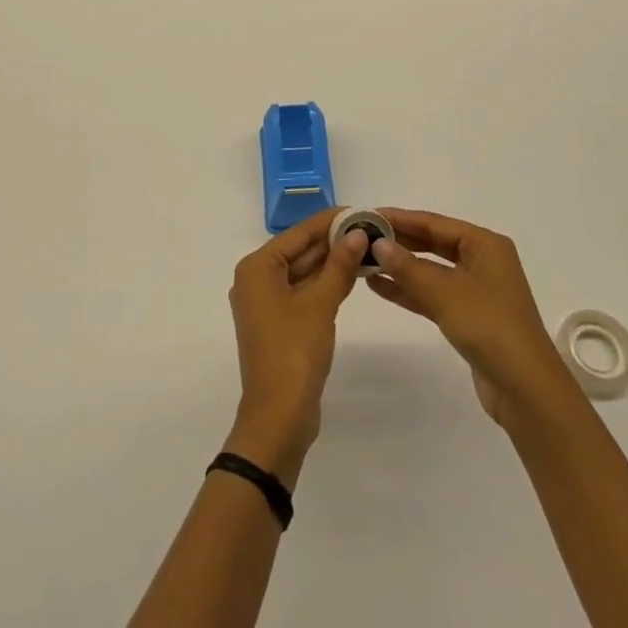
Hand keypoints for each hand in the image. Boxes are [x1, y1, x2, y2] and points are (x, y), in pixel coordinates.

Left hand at [224, 210, 369, 484]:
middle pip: (300, 251)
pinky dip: (325, 284)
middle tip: (370, 229)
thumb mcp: (320, 304)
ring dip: (332, 263)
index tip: (361, 211)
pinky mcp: (278, 323)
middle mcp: (256, 279)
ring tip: (367, 247)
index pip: (299, 233)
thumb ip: (339, 265)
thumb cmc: (294, 352)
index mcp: (257, 267)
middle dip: (333, 241)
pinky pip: (303, 292)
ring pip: (303, 272)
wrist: (279, 416)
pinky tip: (351, 276)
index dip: (330, 221)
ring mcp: (266, 303)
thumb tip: (357, 232)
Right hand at [366, 209, 573, 426]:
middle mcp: (482, 261)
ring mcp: (475, 290)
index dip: (399, 218)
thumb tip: (378, 243)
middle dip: (398, 242)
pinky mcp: (468, 316)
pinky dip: (409, 290)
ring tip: (363, 261)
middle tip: (361, 237)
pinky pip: (433, 294)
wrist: (526, 389)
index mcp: (484, 244)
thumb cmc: (489, 326)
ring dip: (399, 267)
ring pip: (430, 270)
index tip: (367, 215)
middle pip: (432, 243)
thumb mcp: (444, 292)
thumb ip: (408, 267)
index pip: (433, 222)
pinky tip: (379, 286)